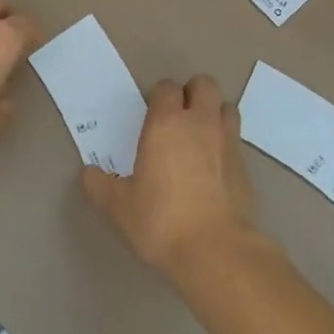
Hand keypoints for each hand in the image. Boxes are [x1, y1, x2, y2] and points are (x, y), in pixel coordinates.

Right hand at [80, 75, 261, 281]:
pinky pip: (236, 139)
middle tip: (180, 117)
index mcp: (166, 123)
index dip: (160, 96)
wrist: (214, 248)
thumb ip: (102, 186)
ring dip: (215, 113)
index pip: (167, 87)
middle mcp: (199, 122)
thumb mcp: (121, 207)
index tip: (152, 115)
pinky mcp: (245, 163)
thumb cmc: (161, 220)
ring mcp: (227, 140)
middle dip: (193, 93)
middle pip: (204, 84)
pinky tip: (215, 167)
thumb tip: (88, 174)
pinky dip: (226, 144)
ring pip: (226, 106)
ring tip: (201, 136)